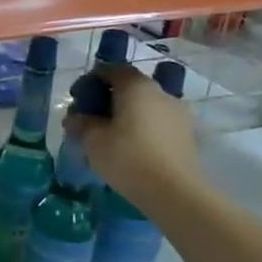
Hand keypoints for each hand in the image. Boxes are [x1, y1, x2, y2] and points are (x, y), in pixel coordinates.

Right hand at [64, 61, 202, 213]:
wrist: (175, 192)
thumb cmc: (128, 157)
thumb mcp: (91, 140)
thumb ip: (80, 123)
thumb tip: (75, 117)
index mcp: (137, 86)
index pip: (111, 69)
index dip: (90, 80)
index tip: (76, 98)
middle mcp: (161, 92)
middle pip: (129, 87)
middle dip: (107, 98)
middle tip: (89, 118)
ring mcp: (178, 113)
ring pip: (144, 105)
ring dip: (125, 114)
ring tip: (109, 136)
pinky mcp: (187, 134)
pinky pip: (157, 122)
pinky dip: (141, 127)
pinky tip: (129, 147)